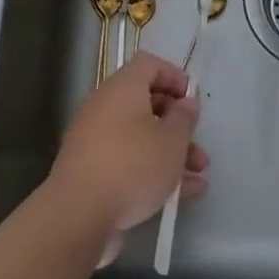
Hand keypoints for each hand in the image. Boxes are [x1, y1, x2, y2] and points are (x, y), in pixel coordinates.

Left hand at [46, 51, 208, 265]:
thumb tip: (186, 103)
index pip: (148, 64)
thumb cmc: (132, 166)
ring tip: (199, 174)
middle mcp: (105, 108)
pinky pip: (129, 163)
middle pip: (146, 104)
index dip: (173, 75)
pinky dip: (154, 173)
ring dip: (171, 153)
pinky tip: (182, 196)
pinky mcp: (93, 172)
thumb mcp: (171, 140)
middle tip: (198, 142)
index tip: (191, 99)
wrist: (78, 215)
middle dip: (177, 124)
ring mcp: (95, 141)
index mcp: (122, 89)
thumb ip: (184, 118)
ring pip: (140, 138)